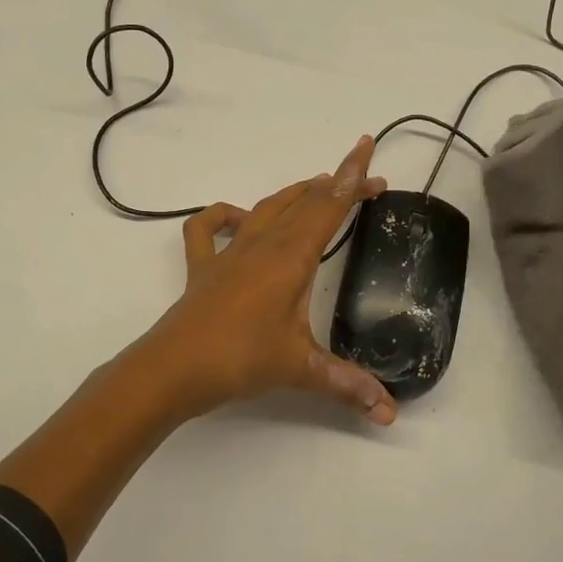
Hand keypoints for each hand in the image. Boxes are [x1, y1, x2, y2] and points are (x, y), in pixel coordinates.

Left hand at [140, 136, 397, 423]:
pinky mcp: (203, 268)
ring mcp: (229, 253)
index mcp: (291, 257)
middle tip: (364, 179)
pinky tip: (236, 218)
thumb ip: (347, 385)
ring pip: (266, 208)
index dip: (352, 178)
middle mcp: (262, 244)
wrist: (173, 368)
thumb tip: (389, 413)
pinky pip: (207, 228)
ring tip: (317, 186)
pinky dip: (222, 215)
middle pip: (303, 201)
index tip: (368, 149)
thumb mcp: (300, 368)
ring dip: (294, 194)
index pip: (328, 207)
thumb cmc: (240, 359)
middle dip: (336, 185)